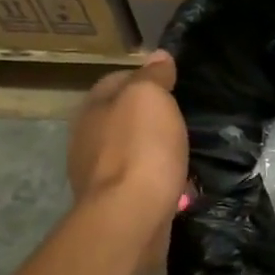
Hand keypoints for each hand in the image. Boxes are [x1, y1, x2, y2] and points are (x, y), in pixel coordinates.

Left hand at [66, 51, 188, 211]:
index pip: (117, 79)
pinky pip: (141, 180)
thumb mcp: (150, 98)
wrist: (130, 217)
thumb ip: (153, 76)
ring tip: (187, 150)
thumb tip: (158, 56)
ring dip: (156, 149)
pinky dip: (159, 177)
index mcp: (92, 108)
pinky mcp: (115, 203)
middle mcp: (87, 138)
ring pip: (132, 150)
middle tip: (186, 117)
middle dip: (151, 117)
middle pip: (123, 116)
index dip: (146, 77)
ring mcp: (98, 174)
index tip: (176, 83)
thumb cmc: (140, 149)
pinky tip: (180, 181)